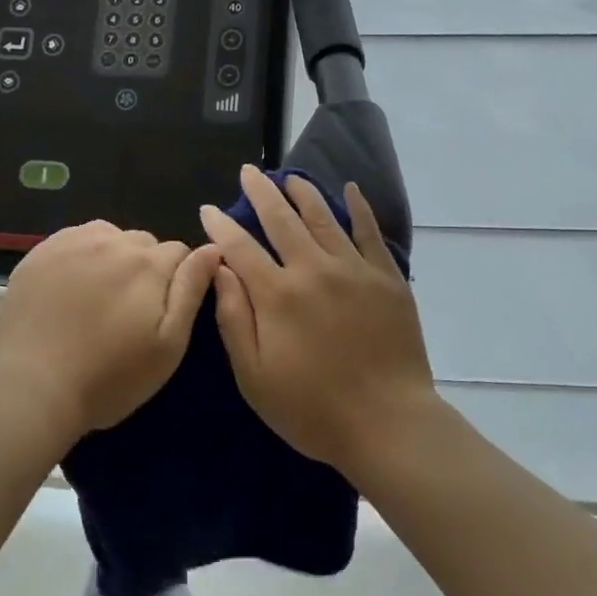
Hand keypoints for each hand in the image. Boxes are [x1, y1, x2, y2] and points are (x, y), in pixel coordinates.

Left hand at [0, 221, 220, 441]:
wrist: (33, 387)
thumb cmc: (110, 376)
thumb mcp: (168, 344)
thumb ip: (191, 290)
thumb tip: (213, 249)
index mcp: (148, 264)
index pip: (180, 252)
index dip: (178, 279)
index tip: (162, 309)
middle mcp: (112, 241)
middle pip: (143, 243)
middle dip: (145, 267)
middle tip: (130, 309)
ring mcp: (71, 242)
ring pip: (107, 236)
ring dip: (112, 257)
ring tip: (99, 296)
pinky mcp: (39, 252)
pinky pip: (72, 240)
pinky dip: (79, 256)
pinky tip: (70, 287)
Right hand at [199, 165, 436, 474]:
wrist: (388, 423)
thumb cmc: (312, 408)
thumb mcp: (254, 376)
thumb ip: (234, 319)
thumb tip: (220, 270)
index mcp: (277, 295)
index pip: (241, 248)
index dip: (221, 225)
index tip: (208, 208)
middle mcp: (313, 270)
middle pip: (281, 220)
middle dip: (261, 193)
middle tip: (249, 172)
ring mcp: (353, 270)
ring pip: (323, 217)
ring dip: (303, 192)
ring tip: (290, 176)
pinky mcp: (387, 278)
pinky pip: (370, 232)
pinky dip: (358, 208)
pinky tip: (349, 190)